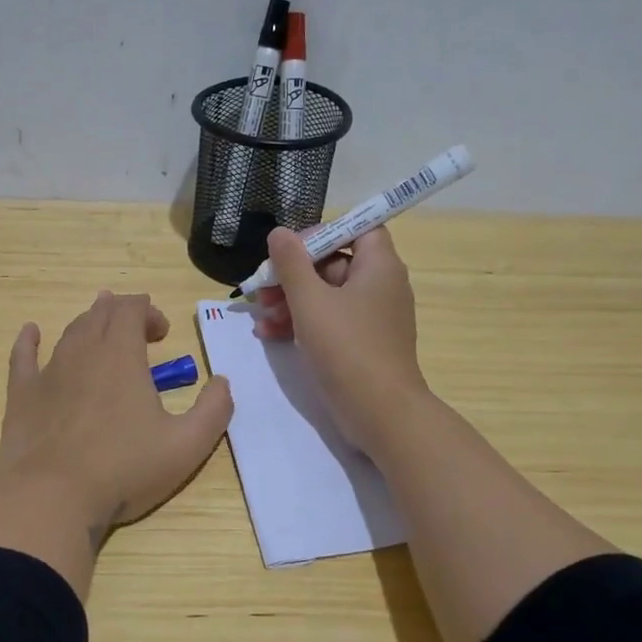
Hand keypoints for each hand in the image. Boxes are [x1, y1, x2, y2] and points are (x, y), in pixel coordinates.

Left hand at [0, 291, 232, 538]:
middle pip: (100, 315)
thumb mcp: (187, 446)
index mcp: (121, 356)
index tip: (163, 333)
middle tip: (136, 328)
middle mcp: (82, 353)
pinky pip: (22, 356)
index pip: (132, 310)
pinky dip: (28, 340)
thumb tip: (222, 382)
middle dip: (120, 313)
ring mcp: (48, 373)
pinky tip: (30, 332)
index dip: (148, 312)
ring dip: (87, 323)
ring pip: (68, 333)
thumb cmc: (124, 470)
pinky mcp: (21, 396)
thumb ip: (214, 410)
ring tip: (97, 324)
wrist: (53, 498)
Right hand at [253, 226, 430, 453]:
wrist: (380, 412)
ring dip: (291, 301)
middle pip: (334, 263)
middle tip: (262, 287)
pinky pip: (330, 321)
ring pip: (327, 295)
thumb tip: (280, 232)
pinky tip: (269, 334)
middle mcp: (381, 286)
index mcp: (379, 266)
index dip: (322, 233)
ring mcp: (372, 318)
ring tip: (260, 314)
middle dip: (294, 274)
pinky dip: (302, 323)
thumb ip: (291, 263)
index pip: (357, 228)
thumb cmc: (346, 348)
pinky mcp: (363, 344)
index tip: (289, 250)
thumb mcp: (310, 301)